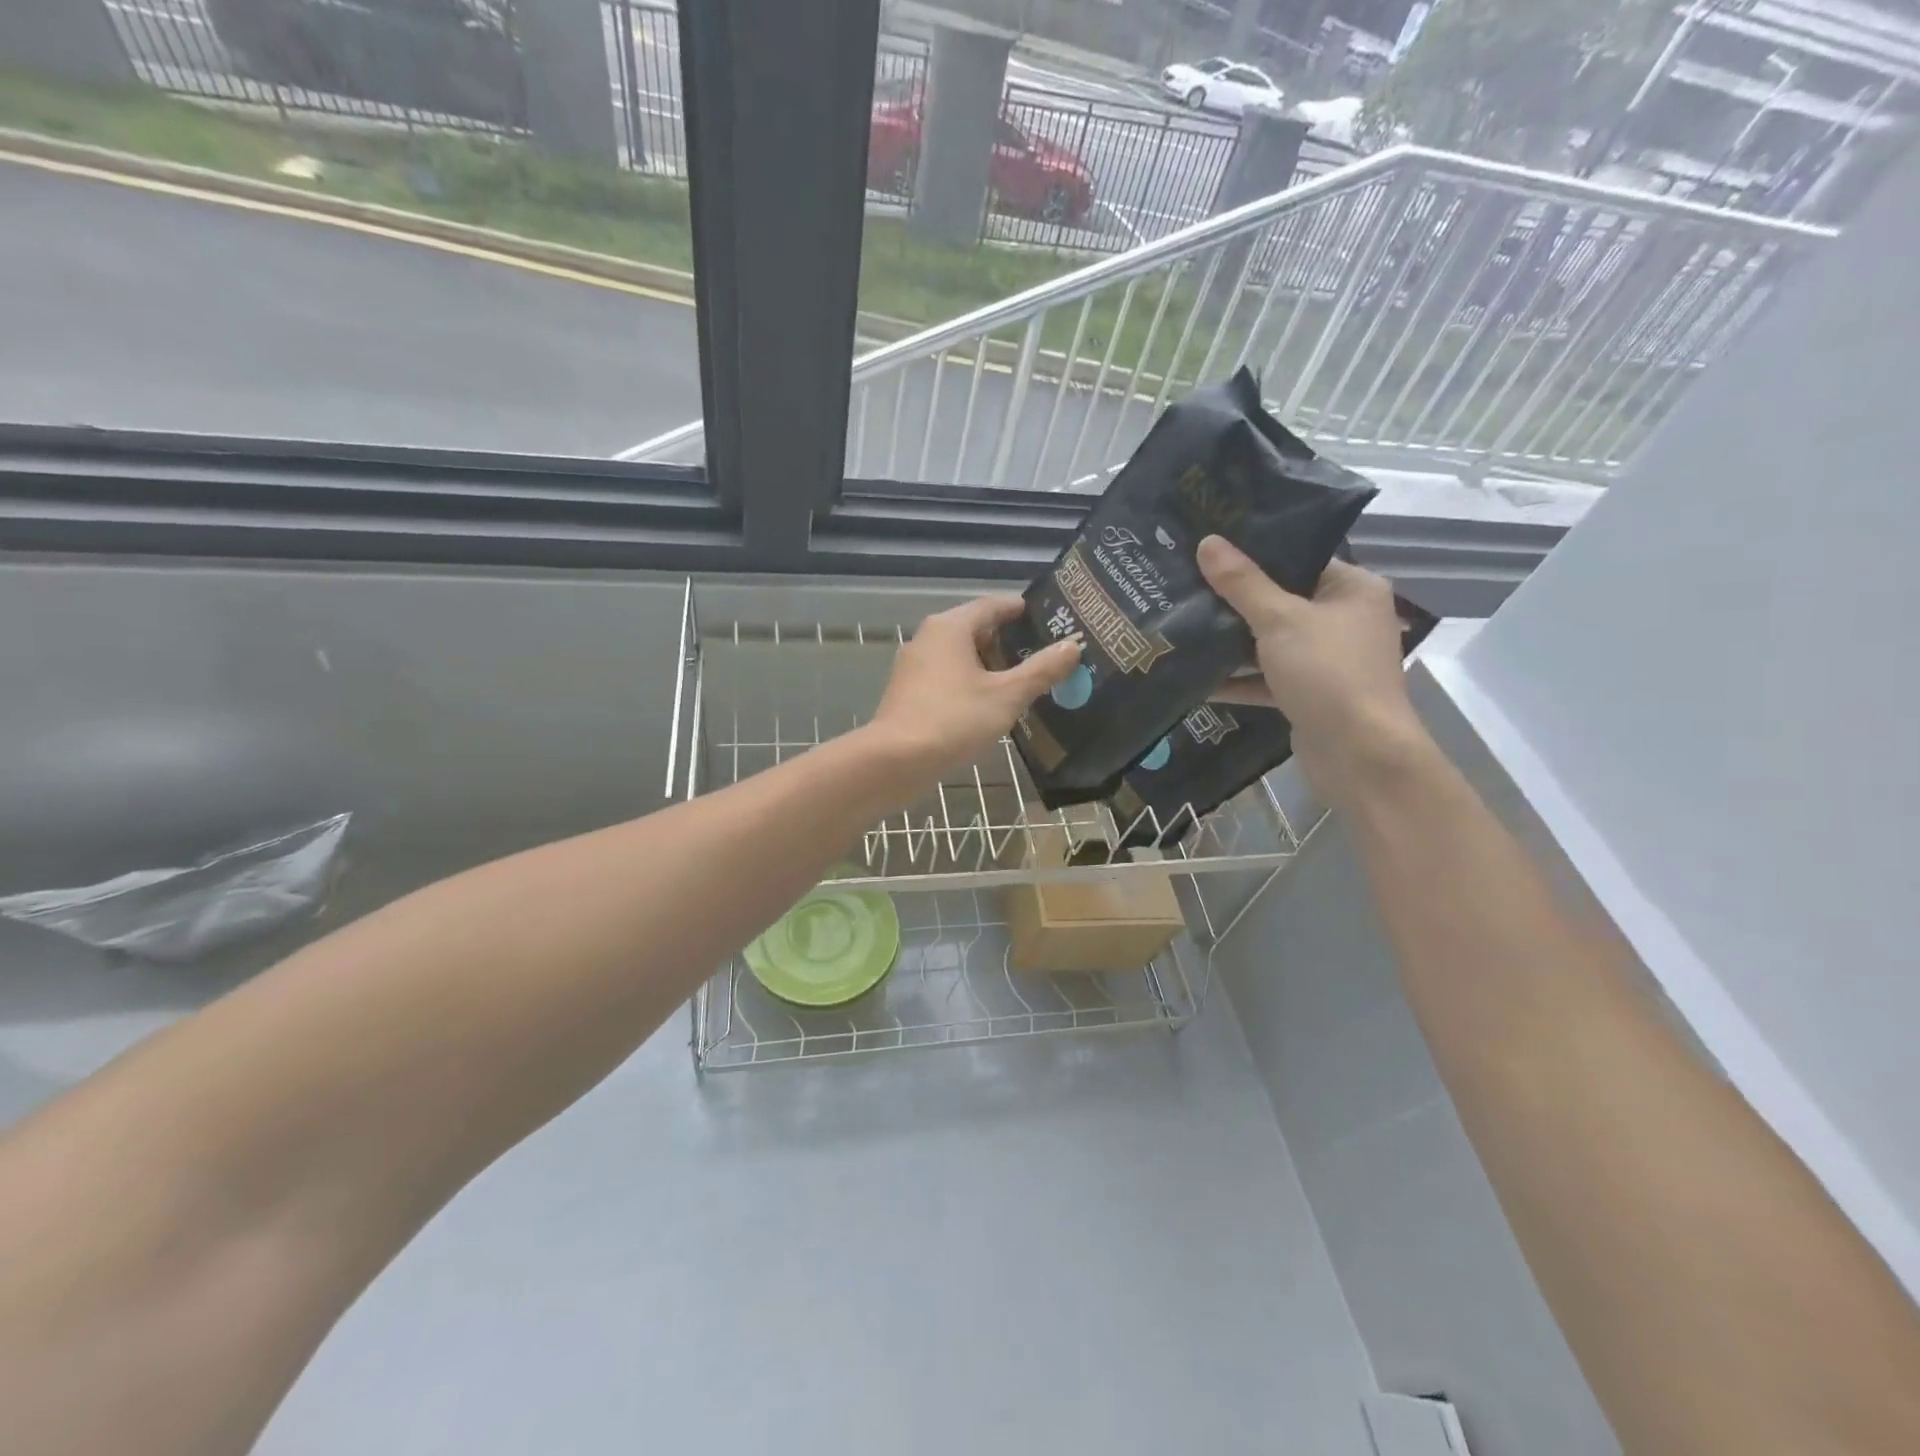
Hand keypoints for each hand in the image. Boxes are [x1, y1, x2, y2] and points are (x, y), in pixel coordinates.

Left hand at [868, 594, 1080, 781]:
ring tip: (1024, 681)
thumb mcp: (1006, 696)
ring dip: (990, 665)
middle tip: (1044, 654)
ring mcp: (914, 666)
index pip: (992, 605)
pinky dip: (970, 683)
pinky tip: (990, 704)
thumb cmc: (954, 719)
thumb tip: (1073, 646)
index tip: (1050, 620)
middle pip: (975, 629)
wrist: (896, 760)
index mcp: (950, 627)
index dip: (1021, 610)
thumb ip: (1041, 670)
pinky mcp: (908, 693)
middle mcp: (928, 638)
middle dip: (1008, 640)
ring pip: (960, 656)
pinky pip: (947, 677)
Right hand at [1198, 535, 1431, 807]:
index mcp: (1352, 589)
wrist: (1358, 754)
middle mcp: (1343, 620)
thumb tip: (1208, 542)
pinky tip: (1196, 679)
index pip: (1299, 559)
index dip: (1255, 553)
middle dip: (1233, 601)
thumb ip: (1242, 583)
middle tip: (1186, 585)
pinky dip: (1238, 680)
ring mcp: (1326, 661)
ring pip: (1270, 642)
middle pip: (1280, 601)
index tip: (1209, 550)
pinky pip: (1267, 678)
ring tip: (1182, 627)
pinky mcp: (1309, 695)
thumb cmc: (1327, 673)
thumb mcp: (1279, 620)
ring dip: (1231, 643)